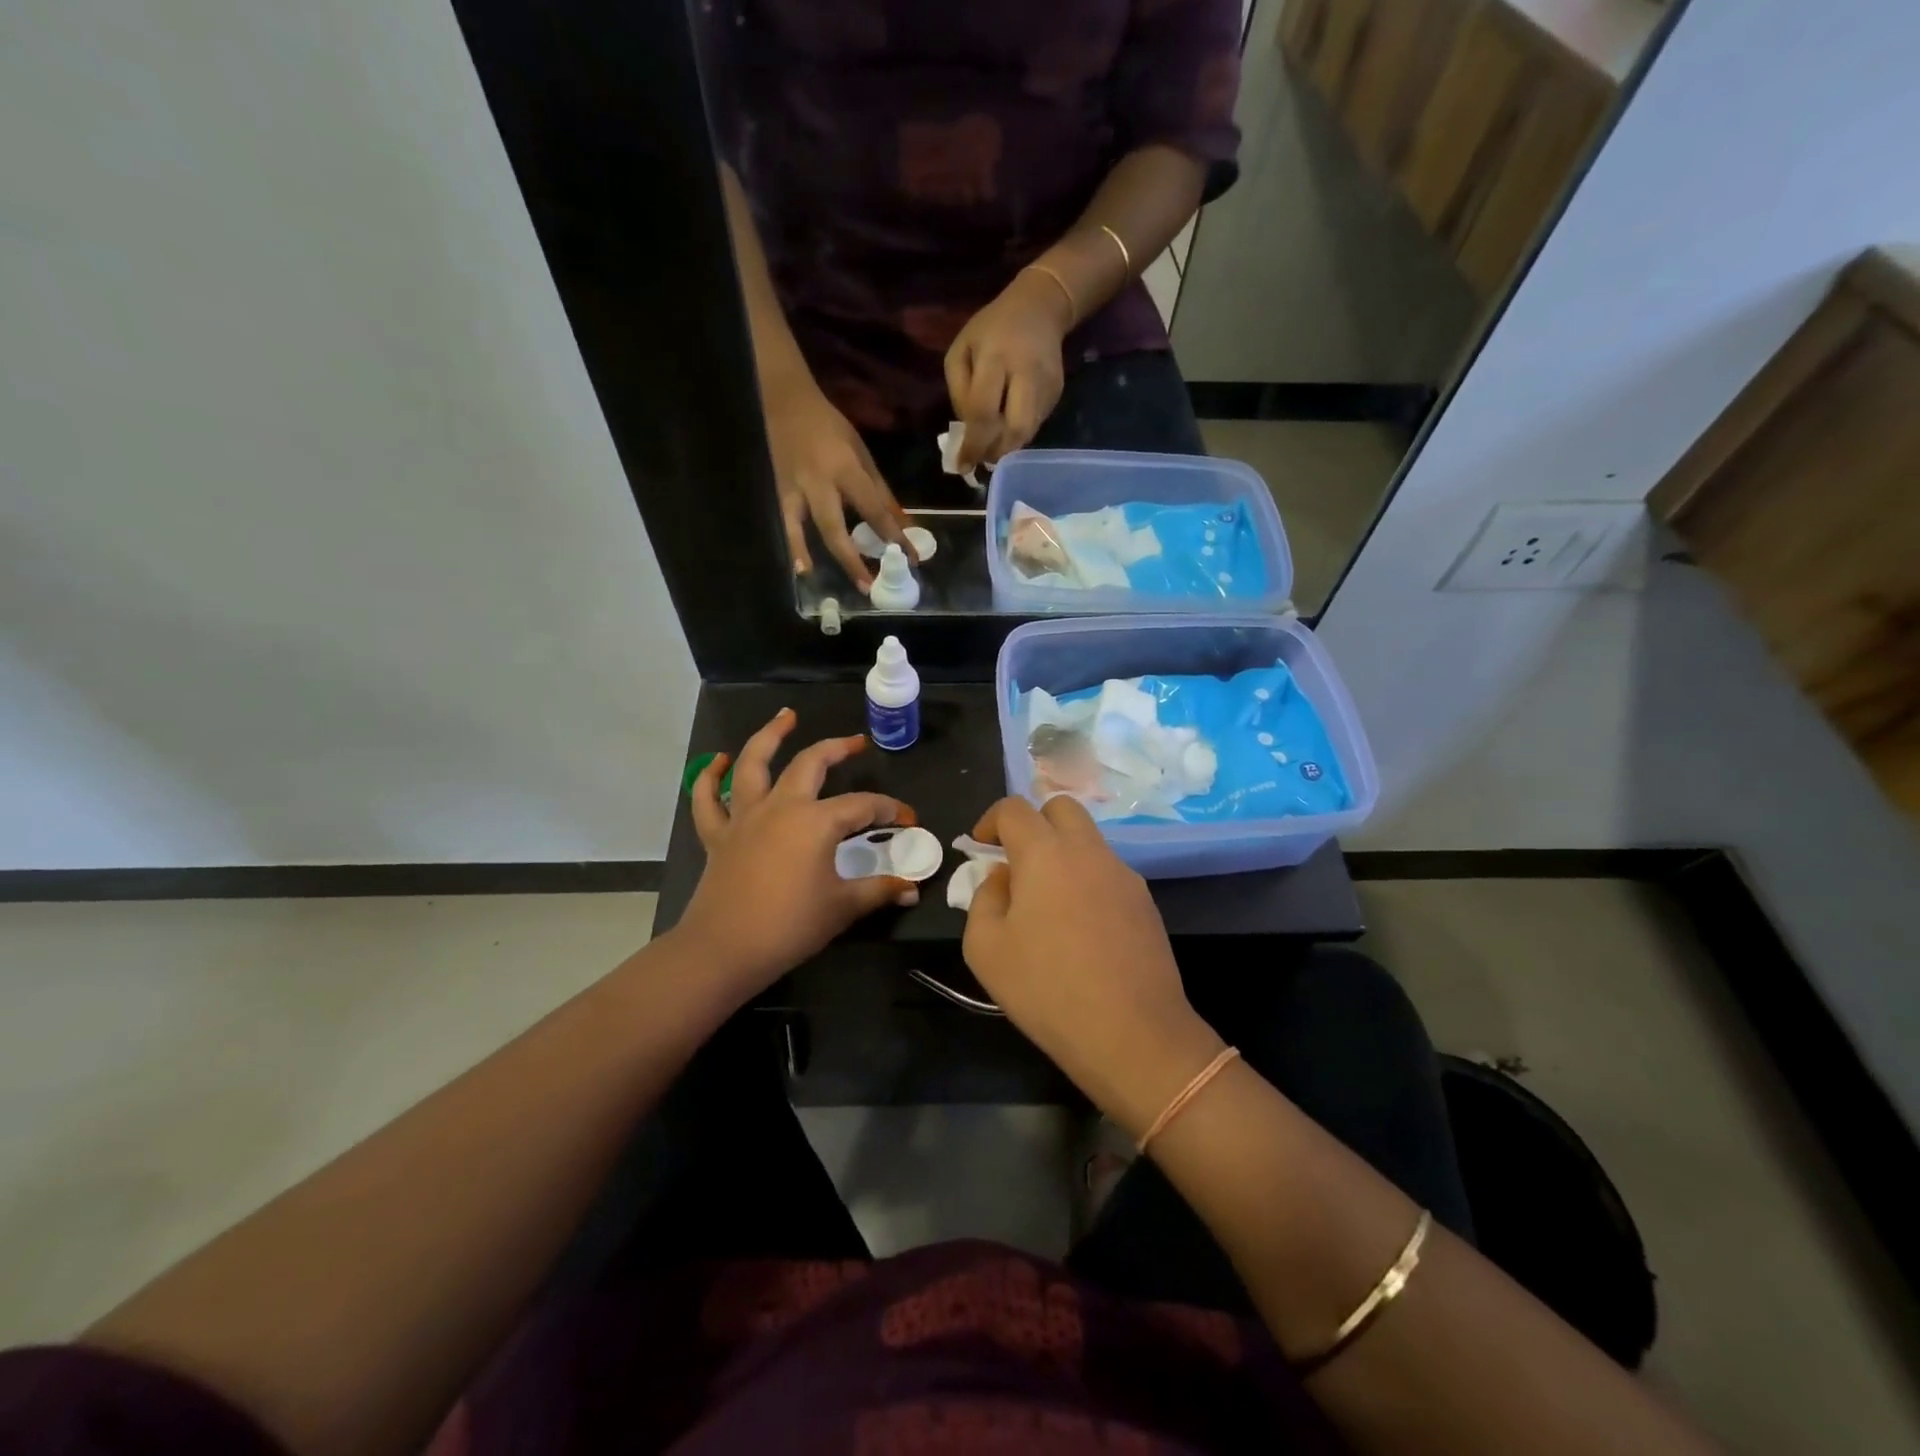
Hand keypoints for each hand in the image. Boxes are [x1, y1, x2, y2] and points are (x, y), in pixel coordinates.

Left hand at [679, 709, 918, 1001]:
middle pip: (811, 763)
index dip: (889, 810)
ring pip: (754, 763)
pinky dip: (710, 777)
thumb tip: (912, 889)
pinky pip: (708, 799)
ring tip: (786, 717)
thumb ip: (879, 891)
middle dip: (837, 748)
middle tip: (856, 742)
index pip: (863, 806)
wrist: (725, 949)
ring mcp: (745, 817)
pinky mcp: (718, 835)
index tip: (908, 820)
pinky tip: (720, 761)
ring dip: (770, 736)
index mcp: (816, 822)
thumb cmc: (790, 927)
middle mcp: (782, 806)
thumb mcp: (842, 908)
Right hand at [764, 376, 913, 591]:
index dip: (893, 536)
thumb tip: (904, 526)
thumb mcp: (862, 454)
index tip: (911, 559)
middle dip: (851, 559)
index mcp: (845, 469)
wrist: (784, 401)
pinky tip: (796, 568)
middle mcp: (817, 483)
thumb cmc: (830, 427)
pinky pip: (783, 523)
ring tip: (815, 580)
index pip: (874, 510)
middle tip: (868, 587)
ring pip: (798, 527)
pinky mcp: (775, 492)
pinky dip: (789, 544)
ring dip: (806, 553)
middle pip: (834, 527)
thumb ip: (881, 492)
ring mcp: (791, 489)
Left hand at [945, 270, 1071, 471]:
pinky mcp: (1057, 393)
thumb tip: (967, 433)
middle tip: (982, 459)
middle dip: (995, 451)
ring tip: (992, 445)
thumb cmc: (991, 330)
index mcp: (996, 358)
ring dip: (1007, 446)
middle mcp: (1026, 373)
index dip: (973, 444)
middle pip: (1014, 429)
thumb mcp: (961, 349)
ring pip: (1027, 432)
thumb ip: (959, 392)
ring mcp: (1046, 385)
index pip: (984, 412)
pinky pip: (1035, 424)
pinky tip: (1008, 424)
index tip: (963, 465)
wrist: (1040, 308)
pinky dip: (1018, 433)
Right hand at [961, 796, 1224, 1136]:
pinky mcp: (1145, 902)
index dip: (991, 820)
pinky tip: (1081, 928)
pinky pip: (1107, 872)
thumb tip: (1003, 877)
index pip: (1014, 808)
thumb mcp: (985, 948)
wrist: (1132, 1033)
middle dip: (1034, 823)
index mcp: (1045, 853)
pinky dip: (1087, 880)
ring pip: (1088, 840)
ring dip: (1062, 852)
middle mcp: (1088, 851)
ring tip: (1047, 903)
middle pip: (1061, 806)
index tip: (982, 847)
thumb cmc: (1047, 988)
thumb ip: (984, 899)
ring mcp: (1123, 874)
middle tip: (1018, 862)